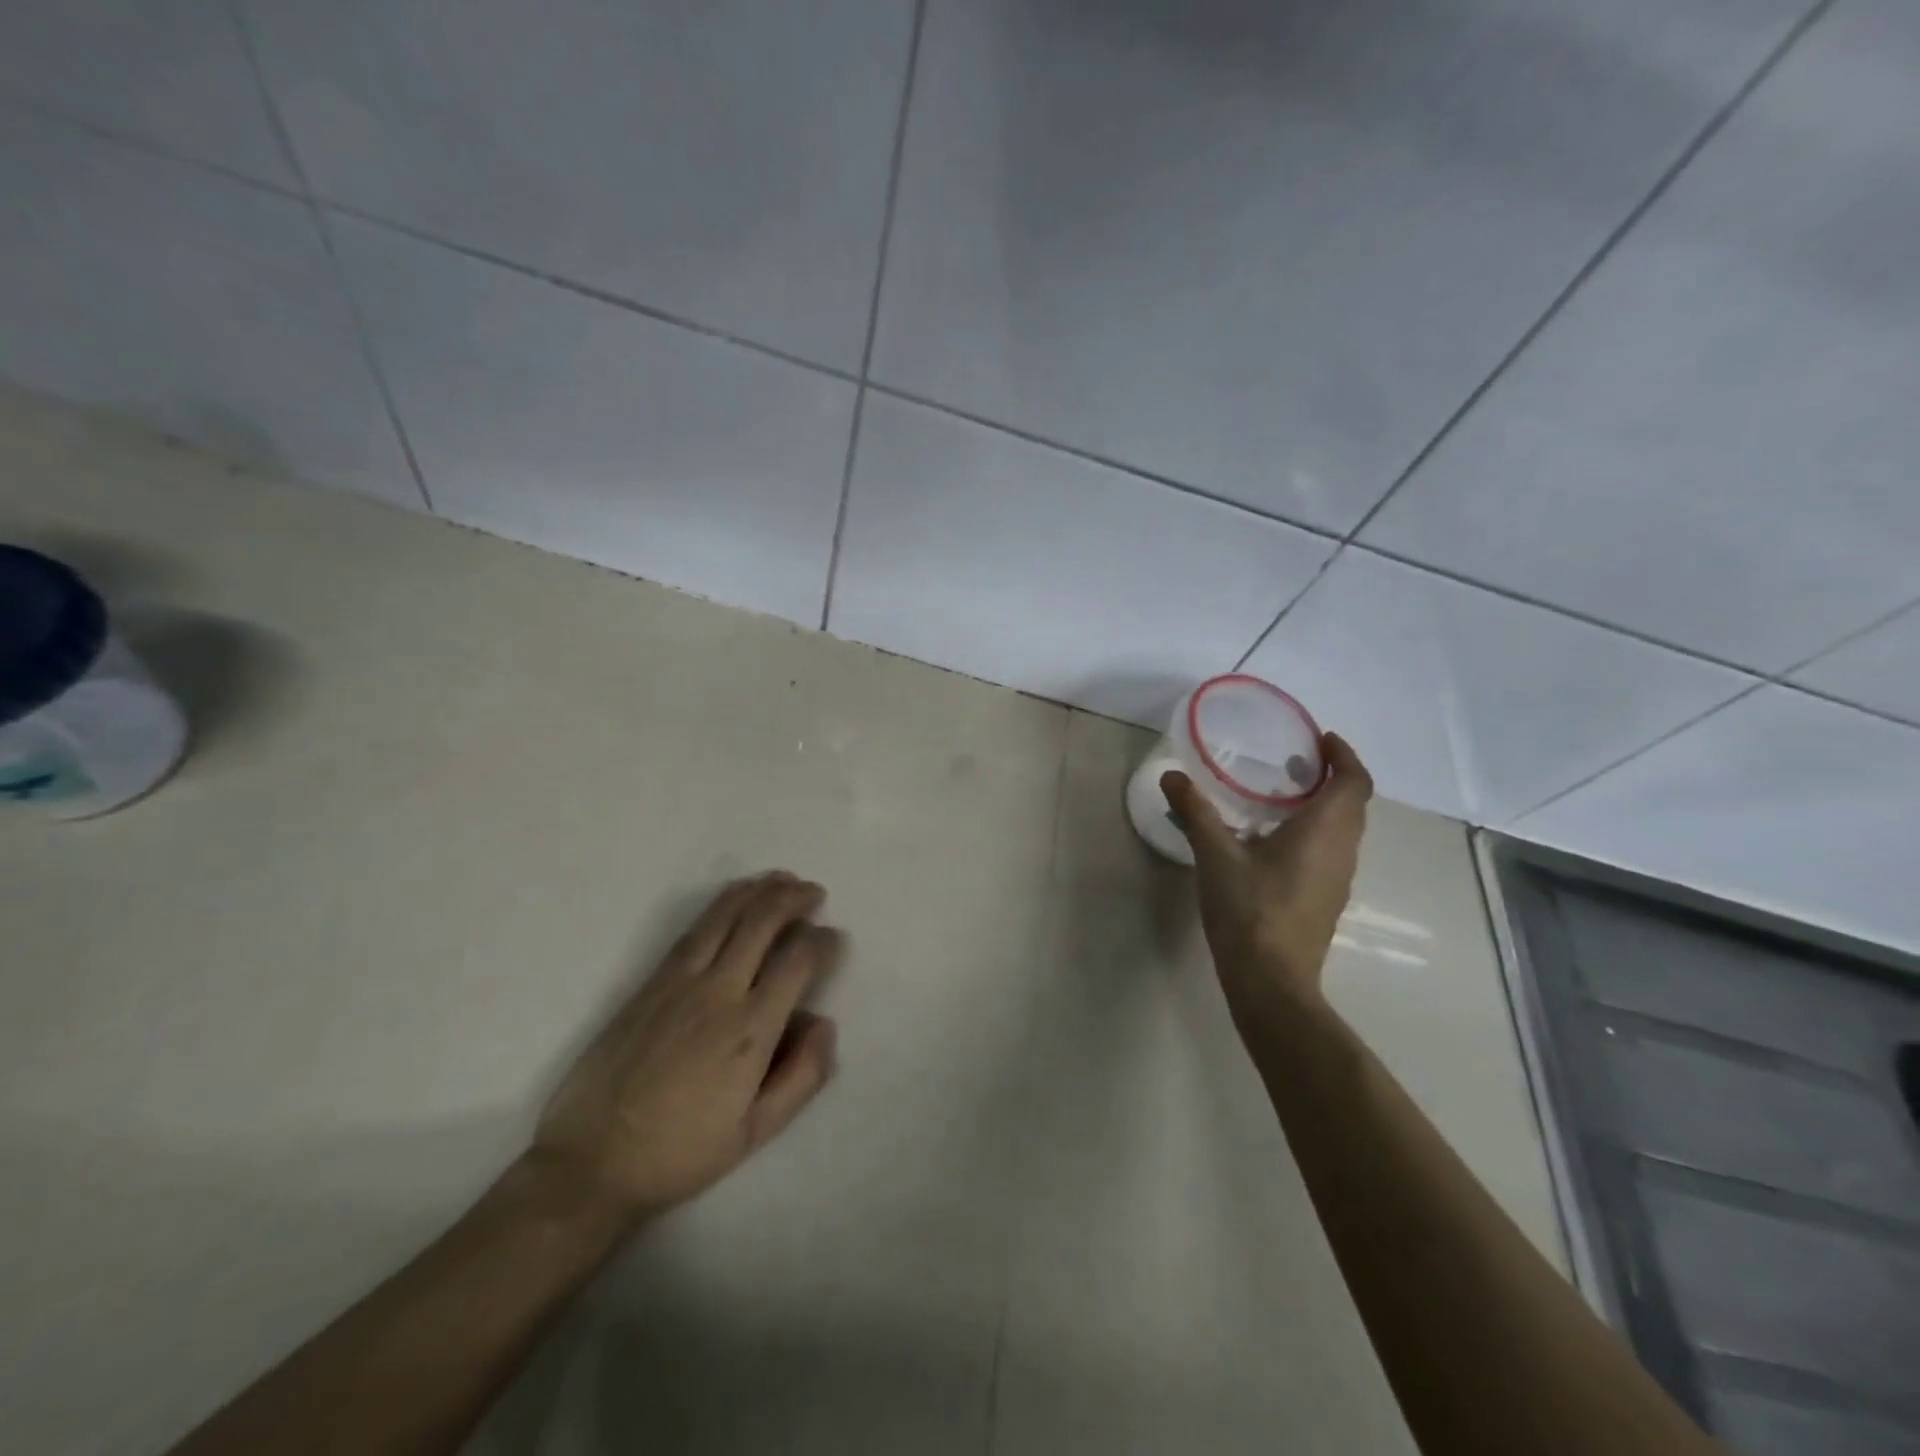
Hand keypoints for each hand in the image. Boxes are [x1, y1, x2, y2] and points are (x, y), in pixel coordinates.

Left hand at [527, 872, 839, 1225]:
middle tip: (814, 893)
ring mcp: (679, 982)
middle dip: (794, 898)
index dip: (823, 941)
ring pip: (725, 915)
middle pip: (762, 922)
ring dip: (759, 890)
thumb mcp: (755, 1133)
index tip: (833, 937)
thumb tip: (825, 1022)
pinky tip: (735, 898)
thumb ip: (802, 1077)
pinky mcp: (649, 983)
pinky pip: (693, 929)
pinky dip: (722, 904)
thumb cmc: (680, 1152)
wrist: (591, 1163)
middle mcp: (718, 993)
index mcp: (750, 1031)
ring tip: (782, 879)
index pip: (797, 961)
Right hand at [1162, 733, 1372, 1027]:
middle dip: (1332, 777)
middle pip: (1353, 804)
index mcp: (1325, 831)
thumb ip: (1196, 811)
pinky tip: (1275, 842)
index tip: (1322, 739)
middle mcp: (1342, 851)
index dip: (1345, 756)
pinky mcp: (1325, 901)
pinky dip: (1315, 833)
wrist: (1271, 981)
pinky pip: (1331, 852)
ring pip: (1343, 831)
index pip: (1354, 782)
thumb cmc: (1250, 909)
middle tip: (1296, 762)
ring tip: (1283, 796)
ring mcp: (1338, 880)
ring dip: (1325, 806)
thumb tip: (1172, 775)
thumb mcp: (1215, 854)